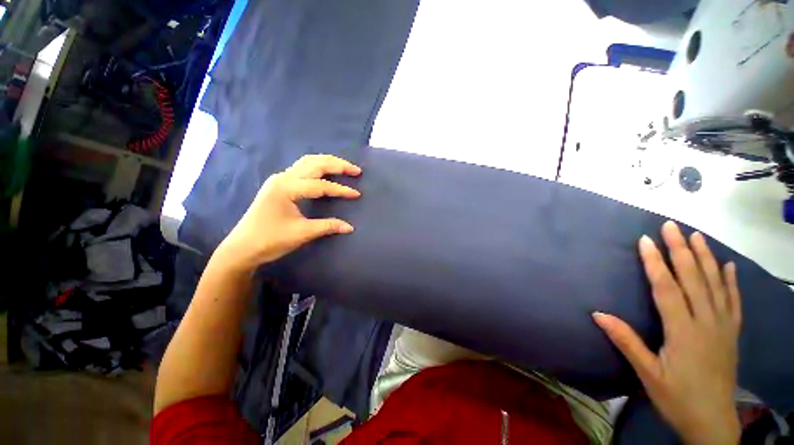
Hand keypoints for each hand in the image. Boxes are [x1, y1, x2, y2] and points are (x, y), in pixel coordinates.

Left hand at [218, 154, 361, 271]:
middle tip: (355, 170)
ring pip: (307, 162)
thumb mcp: (302, 233)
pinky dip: (318, 167)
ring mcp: (280, 179)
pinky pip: (302, 169)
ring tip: (344, 167)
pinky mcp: (279, 184)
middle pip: (314, 163)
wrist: (242, 247)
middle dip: (337, 165)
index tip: (357, 194)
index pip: (320, 185)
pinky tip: (326, 173)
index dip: (340, 190)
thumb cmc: (270, 240)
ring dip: (327, 163)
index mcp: (286, 188)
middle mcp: (283, 178)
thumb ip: (327, 226)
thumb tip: (350, 227)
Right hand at [593, 221, 741, 444]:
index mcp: (683, 331)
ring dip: (706, 258)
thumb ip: (626, 342)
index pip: (667, 288)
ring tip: (697, 236)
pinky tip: (728, 266)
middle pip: (694, 279)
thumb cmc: (677, 398)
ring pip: (716, 285)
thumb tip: (598, 314)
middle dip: (681, 250)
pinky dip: (731, 281)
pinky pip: (733, 301)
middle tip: (672, 226)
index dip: (656, 263)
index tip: (646, 241)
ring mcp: (723, 326)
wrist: (713, 422)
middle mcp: (706, 322)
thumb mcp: (648, 374)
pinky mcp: (732, 333)